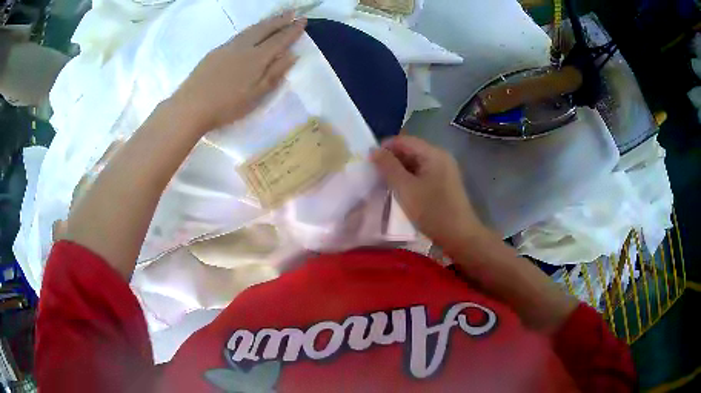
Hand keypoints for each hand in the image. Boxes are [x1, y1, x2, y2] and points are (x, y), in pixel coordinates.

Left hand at [172, 11, 306, 132]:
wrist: (191, 106)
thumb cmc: (226, 106)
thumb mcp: (256, 95)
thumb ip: (274, 73)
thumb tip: (292, 55)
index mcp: (257, 58)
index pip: (279, 40)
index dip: (292, 30)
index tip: (303, 21)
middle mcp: (244, 46)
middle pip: (265, 28)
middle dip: (280, 19)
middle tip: (293, 11)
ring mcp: (228, 47)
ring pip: (251, 29)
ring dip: (266, 21)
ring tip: (276, 16)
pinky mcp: (215, 51)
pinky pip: (239, 34)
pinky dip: (251, 28)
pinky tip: (252, 30)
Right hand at [371, 136, 486, 251]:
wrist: (460, 236)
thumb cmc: (432, 211)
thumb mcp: (406, 189)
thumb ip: (388, 167)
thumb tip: (373, 150)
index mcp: (433, 153)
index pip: (404, 140)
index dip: (385, 147)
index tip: (368, 162)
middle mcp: (440, 156)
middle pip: (411, 150)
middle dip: (391, 159)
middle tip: (374, 174)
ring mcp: (444, 170)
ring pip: (416, 163)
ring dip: (399, 170)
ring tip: (384, 183)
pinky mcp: (444, 183)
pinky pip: (423, 173)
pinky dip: (409, 178)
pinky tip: (400, 190)